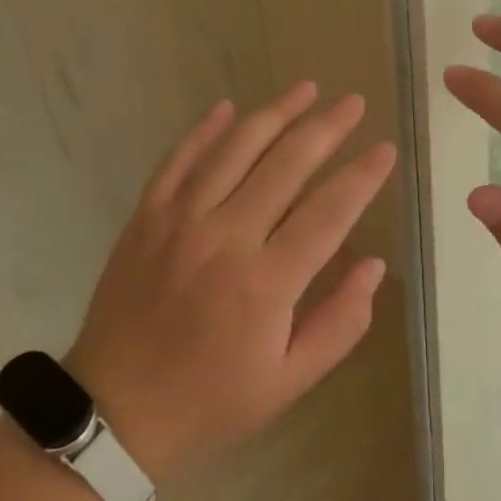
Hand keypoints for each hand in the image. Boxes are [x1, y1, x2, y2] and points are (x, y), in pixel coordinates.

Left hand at [67, 84, 396, 482]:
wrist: (114, 412)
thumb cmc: (211, 400)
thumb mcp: (289, 382)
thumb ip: (340, 323)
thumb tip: (375, 265)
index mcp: (266, 283)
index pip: (329, 213)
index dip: (362, 177)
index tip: (386, 149)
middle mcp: (225, 238)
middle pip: (286, 165)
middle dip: (326, 128)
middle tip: (353, 102)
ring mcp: (180, 221)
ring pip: (236, 150)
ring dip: (275, 113)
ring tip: (307, 88)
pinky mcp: (147, 216)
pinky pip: (179, 159)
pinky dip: (205, 130)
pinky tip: (229, 106)